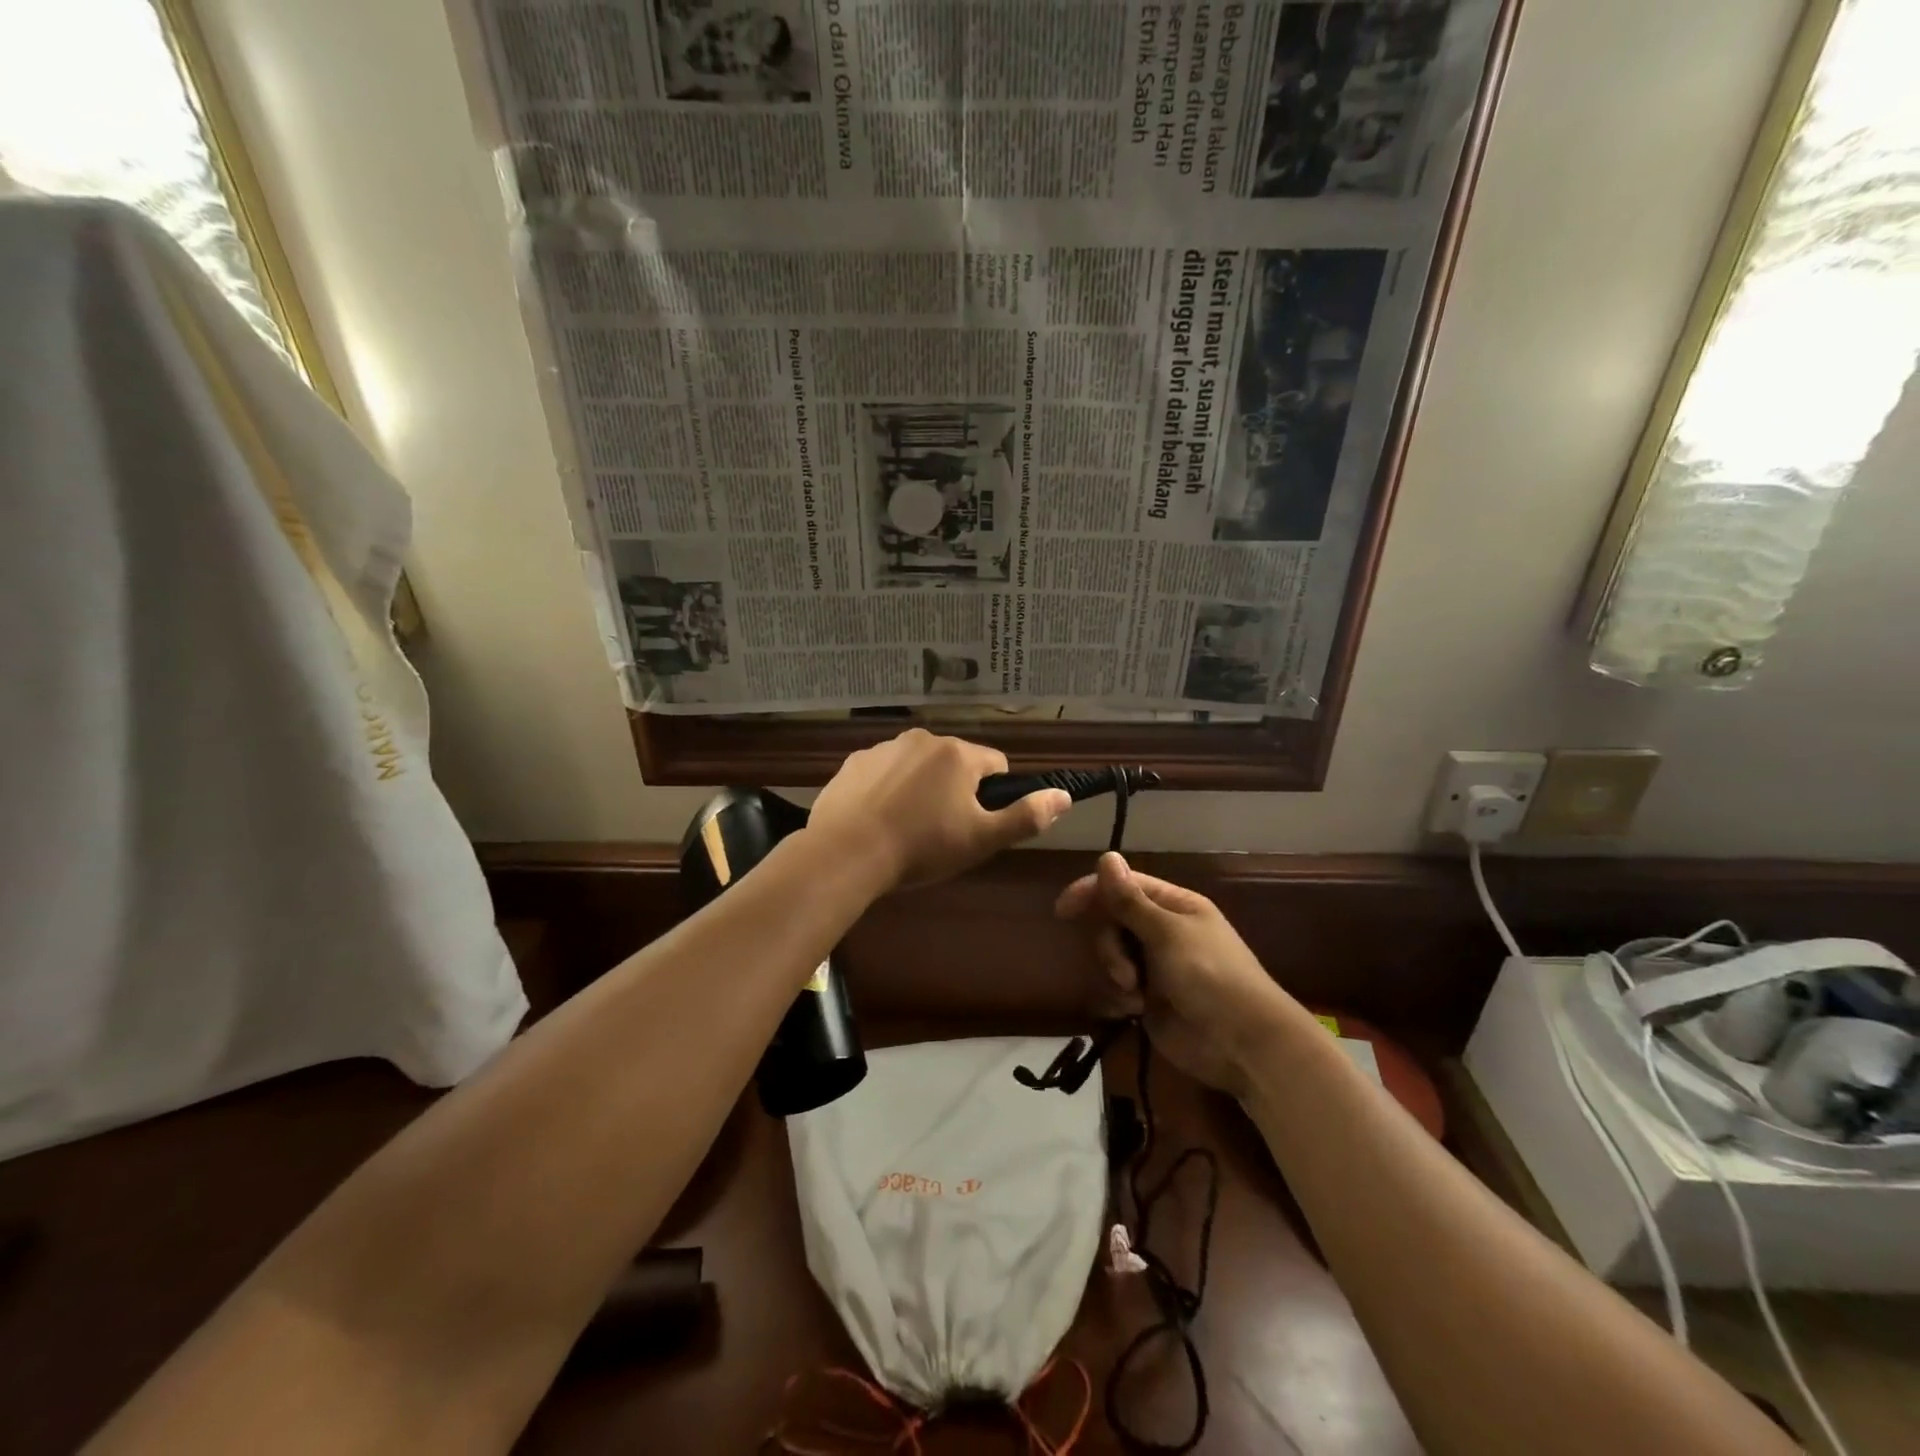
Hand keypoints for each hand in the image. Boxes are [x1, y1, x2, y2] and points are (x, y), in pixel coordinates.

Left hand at [808, 729, 1070, 894]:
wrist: (847, 852)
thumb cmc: (922, 847)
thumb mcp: (982, 839)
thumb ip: (1027, 816)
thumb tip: (1065, 795)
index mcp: (959, 754)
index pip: (996, 765)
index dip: (993, 796)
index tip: (977, 824)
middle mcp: (924, 738)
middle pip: (955, 762)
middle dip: (955, 790)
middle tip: (942, 832)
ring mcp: (884, 747)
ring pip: (918, 765)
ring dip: (920, 787)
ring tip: (906, 828)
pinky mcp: (854, 762)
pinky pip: (883, 771)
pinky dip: (887, 789)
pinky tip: (877, 819)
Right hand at [1055, 853, 1297, 1096]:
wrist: (1242, 1043)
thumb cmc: (1210, 975)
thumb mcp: (1166, 933)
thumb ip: (1129, 900)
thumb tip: (1106, 856)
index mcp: (1174, 906)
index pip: (1124, 886)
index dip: (1093, 892)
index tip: (1064, 909)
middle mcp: (1163, 931)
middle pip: (1112, 921)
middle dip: (1110, 945)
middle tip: (1125, 970)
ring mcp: (1155, 966)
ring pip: (1111, 955)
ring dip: (1116, 973)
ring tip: (1134, 995)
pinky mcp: (1149, 999)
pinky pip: (1117, 988)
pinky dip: (1120, 998)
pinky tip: (1133, 1012)